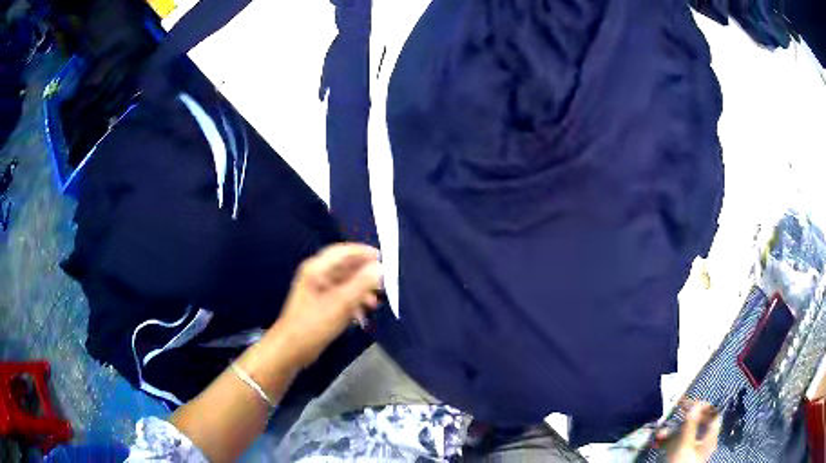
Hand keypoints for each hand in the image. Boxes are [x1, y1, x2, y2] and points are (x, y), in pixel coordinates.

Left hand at [273, 243, 381, 367]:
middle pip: (345, 267)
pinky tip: (362, 314)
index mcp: (317, 269)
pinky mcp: (319, 306)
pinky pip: (340, 297)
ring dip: (361, 290)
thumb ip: (362, 284)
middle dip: (365, 274)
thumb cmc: (313, 325)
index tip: (383, 258)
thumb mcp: (341, 304)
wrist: (291, 350)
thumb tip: (380, 267)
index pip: (343, 251)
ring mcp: (317, 291)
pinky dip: (353, 302)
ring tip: (375, 302)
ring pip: (344, 283)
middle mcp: (316, 275)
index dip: (363, 252)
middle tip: (384, 282)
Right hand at [663, 401, 720, 462]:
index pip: (713, 414)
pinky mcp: (681, 457)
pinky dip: (668, 441)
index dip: (703, 406)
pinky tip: (658, 442)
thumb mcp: (685, 443)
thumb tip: (695, 403)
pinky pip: (676, 444)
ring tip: (660, 433)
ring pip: (684, 434)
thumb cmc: (682, 462)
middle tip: (673, 415)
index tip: (689, 403)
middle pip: (698, 423)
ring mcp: (692, 450)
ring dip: (672, 431)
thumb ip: (691, 423)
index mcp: (710, 436)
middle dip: (683, 419)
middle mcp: (703, 441)